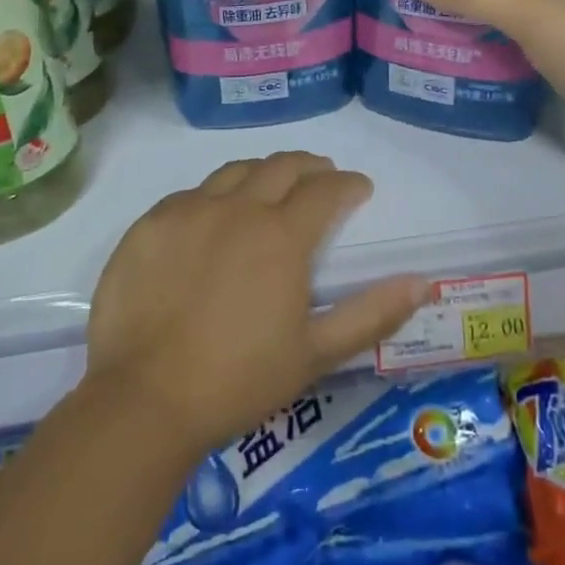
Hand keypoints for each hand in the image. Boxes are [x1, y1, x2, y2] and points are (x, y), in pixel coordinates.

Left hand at [85, 153, 426, 454]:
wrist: (144, 398)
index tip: (359, 188)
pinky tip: (213, 218)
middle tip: (322, 177)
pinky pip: (190, 194)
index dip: (348, 184)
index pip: (325, 191)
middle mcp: (237, 208)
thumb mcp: (315, 355)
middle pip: (281, 167)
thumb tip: (420, 281)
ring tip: (272, 187)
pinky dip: (215, 196)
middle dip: (310, 167)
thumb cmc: (238, 381)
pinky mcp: (150, 224)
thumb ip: (371, 314)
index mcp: (281, 236)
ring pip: (235, 171)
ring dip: (263, 172)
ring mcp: (188, 211)